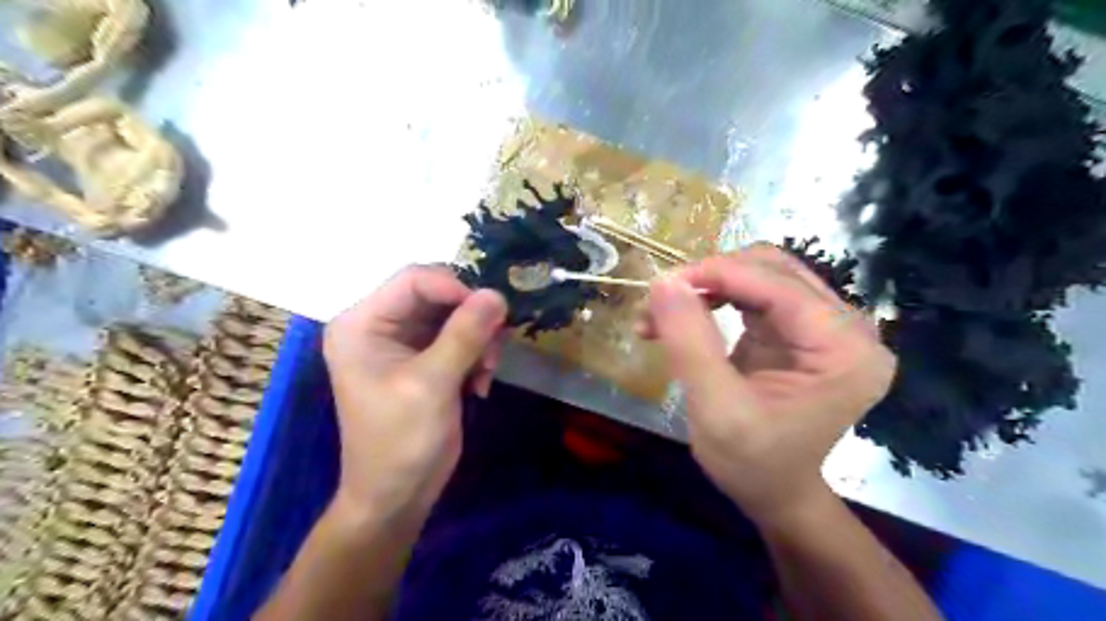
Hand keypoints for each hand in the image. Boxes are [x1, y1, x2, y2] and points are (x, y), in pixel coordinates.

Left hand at [322, 264, 507, 517]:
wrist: (397, 496)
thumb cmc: (401, 441)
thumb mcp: (432, 384)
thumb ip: (464, 335)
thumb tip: (497, 294)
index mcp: (362, 323)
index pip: (414, 280)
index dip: (456, 289)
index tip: (492, 314)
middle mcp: (379, 324)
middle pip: (436, 295)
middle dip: (471, 318)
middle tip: (494, 348)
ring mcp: (403, 341)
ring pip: (454, 315)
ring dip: (478, 339)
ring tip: (486, 372)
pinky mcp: (424, 358)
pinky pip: (459, 337)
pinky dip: (477, 354)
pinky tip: (479, 384)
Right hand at [644, 245, 891, 524]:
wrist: (776, 494)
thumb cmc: (752, 464)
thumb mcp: (716, 408)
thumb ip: (690, 342)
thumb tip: (663, 281)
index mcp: (845, 349)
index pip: (779, 285)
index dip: (718, 273)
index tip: (662, 284)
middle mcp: (846, 328)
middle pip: (772, 270)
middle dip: (711, 278)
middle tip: (662, 302)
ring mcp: (823, 326)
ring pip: (759, 275)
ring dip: (708, 286)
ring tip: (663, 313)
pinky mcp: (797, 330)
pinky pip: (752, 295)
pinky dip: (713, 299)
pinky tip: (682, 318)